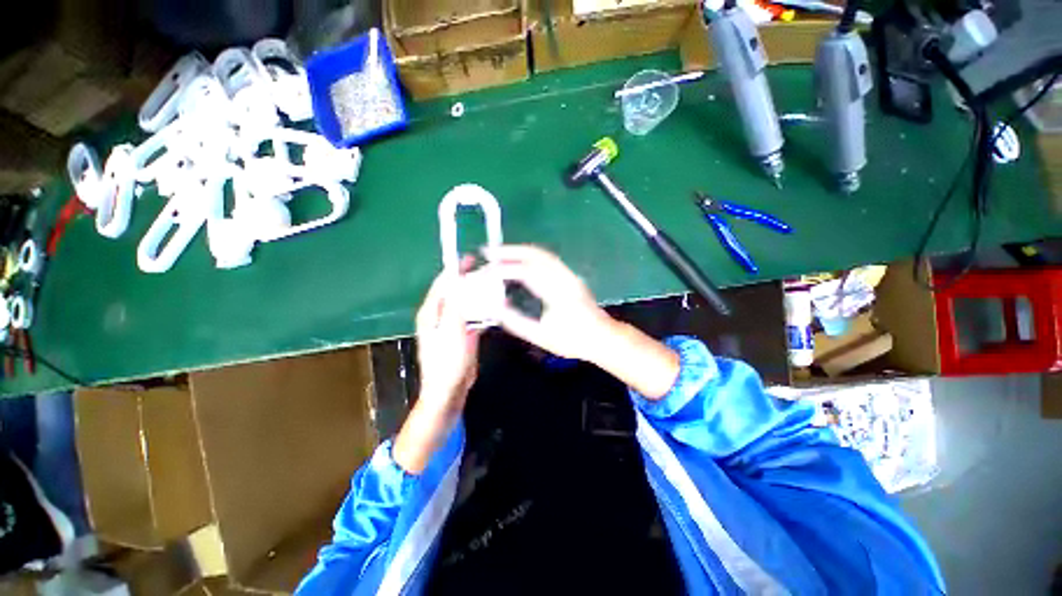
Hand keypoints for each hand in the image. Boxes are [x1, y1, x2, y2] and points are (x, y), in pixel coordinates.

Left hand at [415, 256, 481, 416]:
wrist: (449, 390)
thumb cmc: (447, 362)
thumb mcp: (451, 330)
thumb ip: (455, 305)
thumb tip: (459, 282)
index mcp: (431, 313)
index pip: (443, 285)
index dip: (455, 270)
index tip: (470, 258)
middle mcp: (439, 316)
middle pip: (454, 292)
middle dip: (469, 281)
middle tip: (487, 272)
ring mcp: (451, 326)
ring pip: (465, 304)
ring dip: (477, 295)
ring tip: (493, 287)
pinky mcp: (461, 335)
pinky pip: (472, 317)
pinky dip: (481, 311)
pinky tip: (493, 308)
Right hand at [487, 245, 679, 398]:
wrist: (603, 337)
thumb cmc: (573, 340)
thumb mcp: (542, 336)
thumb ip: (517, 322)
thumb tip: (496, 308)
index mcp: (556, 292)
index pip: (525, 272)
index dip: (503, 269)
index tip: (486, 271)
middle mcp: (563, 277)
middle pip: (535, 254)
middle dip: (510, 250)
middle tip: (489, 252)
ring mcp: (569, 274)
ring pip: (542, 254)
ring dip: (520, 250)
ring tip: (501, 253)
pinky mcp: (571, 276)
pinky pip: (548, 259)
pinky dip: (531, 256)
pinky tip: (521, 260)